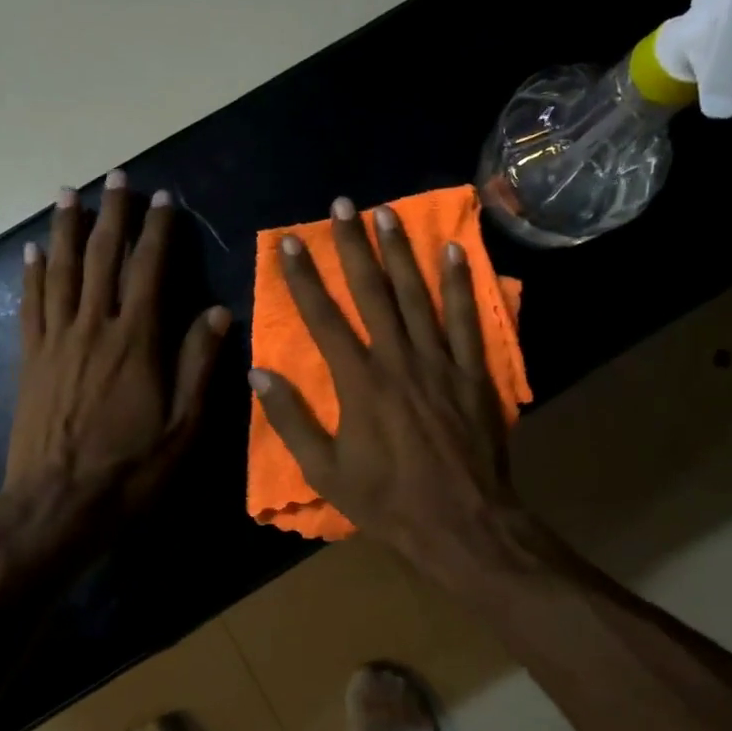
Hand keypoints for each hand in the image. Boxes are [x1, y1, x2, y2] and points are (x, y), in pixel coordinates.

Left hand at [8, 172, 229, 512]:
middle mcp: (93, 328)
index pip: (149, 271)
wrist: (56, 506)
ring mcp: (56, 341)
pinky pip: (30, 305)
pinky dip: (32, 274)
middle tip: (117, 177)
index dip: (158, 232)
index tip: (164, 199)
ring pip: (61, 271)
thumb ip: (199, 366)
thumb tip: (217, 312)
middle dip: (112, 214)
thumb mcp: (184, 428)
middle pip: (102, 258)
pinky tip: (32, 251)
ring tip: (69, 194)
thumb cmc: (130, 470)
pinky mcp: (30, 360)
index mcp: (136, 342)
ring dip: (66, 229)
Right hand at [248, 197, 522, 571]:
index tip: (288, 242)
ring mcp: (440, 362)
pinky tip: (454, 251)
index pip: (323, 318)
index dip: (302, 278)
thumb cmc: (388, 502)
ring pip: (417, 295)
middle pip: (372, 292)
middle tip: (341, 206)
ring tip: (387, 214)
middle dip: (353, 246)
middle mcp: (398, 360)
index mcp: (359, 383)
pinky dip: (461, 284)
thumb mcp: (326, 472)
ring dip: (400, 252)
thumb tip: (258, 373)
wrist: (462, 524)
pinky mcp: (473, 373)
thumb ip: (292, 420)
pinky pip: (467, 320)